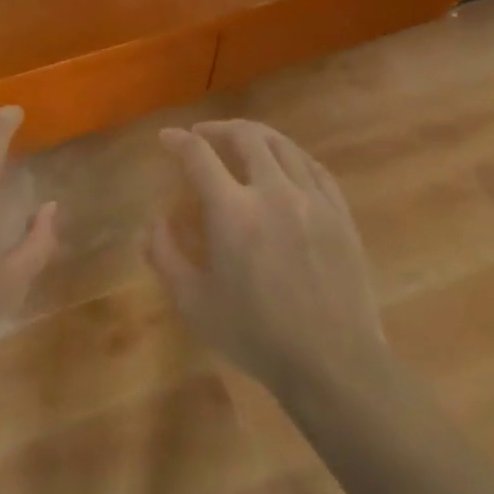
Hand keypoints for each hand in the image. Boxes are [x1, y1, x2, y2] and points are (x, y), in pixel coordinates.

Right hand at [150, 119, 385, 397]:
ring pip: (283, 146)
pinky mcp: (340, 214)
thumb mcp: (194, 303)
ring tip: (242, 141)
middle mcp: (273, 192)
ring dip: (255, 136)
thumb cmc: (257, 336)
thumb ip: (165, 256)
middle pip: (246, 137)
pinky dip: (292, 156)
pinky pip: (314, 167)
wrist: (333, 364)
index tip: (166, 138)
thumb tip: (153, 222)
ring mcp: (313, 200)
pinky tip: (285, 164)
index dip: (178, 141)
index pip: (199, 156)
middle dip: (218, 129)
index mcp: (233, 212)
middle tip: (203, 135)